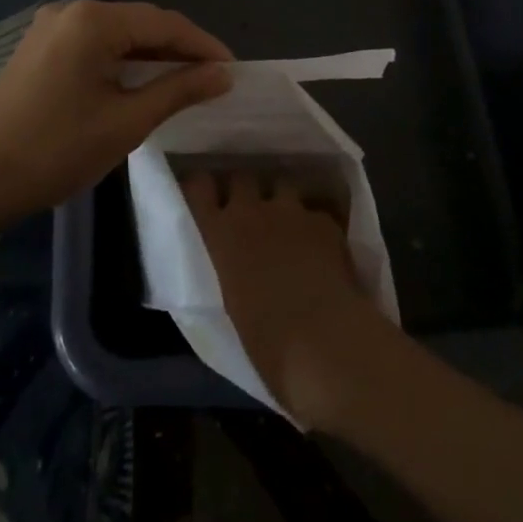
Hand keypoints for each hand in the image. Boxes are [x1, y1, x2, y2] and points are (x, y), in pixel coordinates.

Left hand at [0, 0, 232, 225]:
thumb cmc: (55, 151)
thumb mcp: (126, 122)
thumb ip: (178, 90)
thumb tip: (222, 74)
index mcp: (93, 20)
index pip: (164, 23)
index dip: (203, 45)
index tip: (233, 70)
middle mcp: (71, 10)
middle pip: (140, 22)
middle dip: (179, 48)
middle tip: (214, 78)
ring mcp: (50, 26)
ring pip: (117, 33)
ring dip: (152, 54)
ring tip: (186, 81)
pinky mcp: (38, 47)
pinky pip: (93, 43)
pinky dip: (122, 59)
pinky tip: (140, 81)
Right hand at [183, 171, 386, 428]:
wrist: (325, 342)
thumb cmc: (266, 344)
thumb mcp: (227, 305)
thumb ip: (226, 270)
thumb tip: (232, 266)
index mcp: (218, 234)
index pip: (197, 186)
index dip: (201, 186)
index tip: (203, 195)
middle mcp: (251, 210)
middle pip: (241, 177)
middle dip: (244, 190)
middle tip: (248, 211)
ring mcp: (292, 211)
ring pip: (282, 184)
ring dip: (281, 200)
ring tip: (287, 222)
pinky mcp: (325, 221)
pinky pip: (314, 212)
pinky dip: (314, 224)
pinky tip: (322, 246)